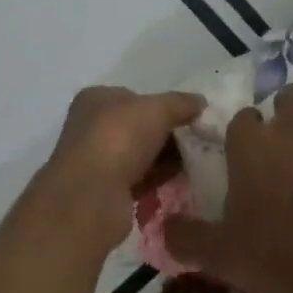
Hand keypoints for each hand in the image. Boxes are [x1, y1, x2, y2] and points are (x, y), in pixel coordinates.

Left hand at [32, 86, 206, 257]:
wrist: (92, 196)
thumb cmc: (119, 138)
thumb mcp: (157, 109)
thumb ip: (180, 103)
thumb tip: (200, 101)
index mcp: (96, 99)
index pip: (134, 96)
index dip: (163, 105)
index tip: (190, 117)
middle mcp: (92, 127)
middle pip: (139, 126)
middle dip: (168, 134)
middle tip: (197, 141)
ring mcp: (97, 160)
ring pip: (140, 154)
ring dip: (166, 158)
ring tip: (196, 162)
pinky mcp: (106, 190)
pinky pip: (140, 179)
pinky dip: (158, 179)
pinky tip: (182, 180)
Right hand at [163, 42, 292, 292]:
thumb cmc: (282, 259)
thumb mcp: (221, 256)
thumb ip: (187, 238)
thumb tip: (162, 229)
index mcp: (250, 147)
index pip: (244, 121)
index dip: (250, 129)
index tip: (253, 141)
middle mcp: (291, 126)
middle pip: (289, 98)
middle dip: (292, 103)